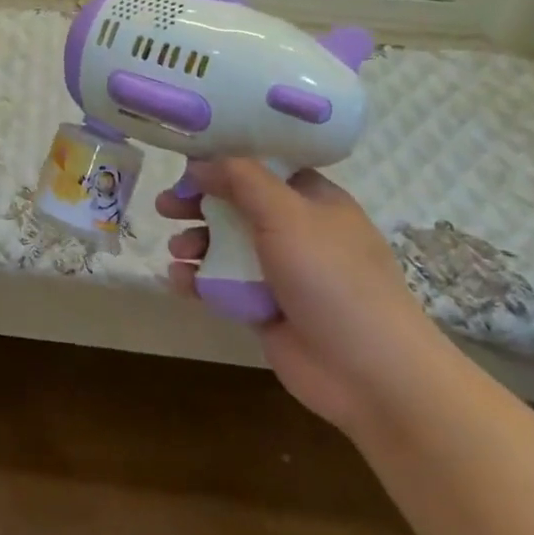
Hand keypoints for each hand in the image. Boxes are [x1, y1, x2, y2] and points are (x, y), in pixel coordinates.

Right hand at [158, 159, 455, 434]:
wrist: (368, 372)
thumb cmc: (332, 278)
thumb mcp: (287, 214)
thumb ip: (241, 180)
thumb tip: (201, 163)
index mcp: (312, 200)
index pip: (261, 168)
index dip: (222, 162)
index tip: (185, 164)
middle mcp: (296, 230)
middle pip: (236, 205)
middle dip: (198, 203)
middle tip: (165, 206)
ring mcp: (279, 271)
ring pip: (224, 245)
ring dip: (195, 242)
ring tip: (177, 250)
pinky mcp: (263, 307)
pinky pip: (222, 284)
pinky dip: (197, 279)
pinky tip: (178, 281)